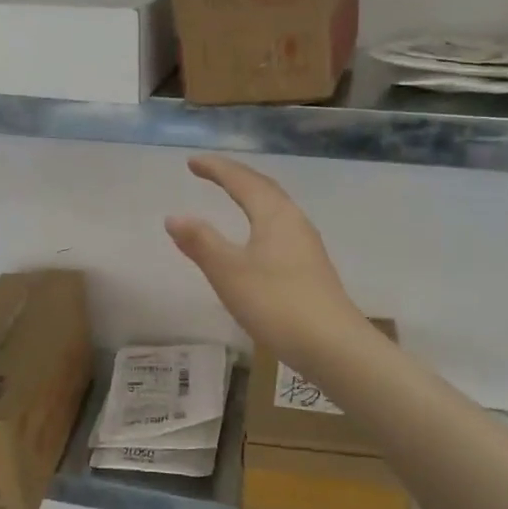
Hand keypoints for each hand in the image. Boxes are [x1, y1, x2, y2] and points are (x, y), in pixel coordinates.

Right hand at [165, 155, 369, 363]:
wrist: (333, 346)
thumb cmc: (277, 304)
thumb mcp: (229, 273)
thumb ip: (201, 243)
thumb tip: (174, 217)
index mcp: (274, 215)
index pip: (242, 181)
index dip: (216, 169)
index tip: (192, 162)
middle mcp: (294, 222)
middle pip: (263, 188)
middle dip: (235, 176)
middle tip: (210, 171)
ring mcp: (307, 245)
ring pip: (275, 208)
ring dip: (251, 196)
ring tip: (232, 195)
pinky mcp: (311, 267)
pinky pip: (280, 228)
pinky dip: (260, 219)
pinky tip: (256, 238)